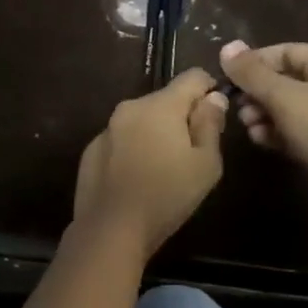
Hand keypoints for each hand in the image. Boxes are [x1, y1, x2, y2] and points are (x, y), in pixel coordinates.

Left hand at [73, 69, 227, 260]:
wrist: (109, 231)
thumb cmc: (166, 196)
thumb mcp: (206, 165)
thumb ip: (211, 124)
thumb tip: (213, 98)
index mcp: (162, 104)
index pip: (193, 76)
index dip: (210, 89)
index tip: (215, 115)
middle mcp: (132, 106)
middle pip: (167, 99)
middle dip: (182, 116)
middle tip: (192, 152)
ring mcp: (108, 127)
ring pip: (143, 119)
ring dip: (157, 132)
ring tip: (164, 168)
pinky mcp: (92, 149)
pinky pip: (122, 138)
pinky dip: (134, 148)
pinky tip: (137, 178)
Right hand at [219, 40, 307, 220]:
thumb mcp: (282, 96)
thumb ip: (252, 73)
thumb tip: (227, 47)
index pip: (284, 51)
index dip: (256, 61)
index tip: (231, 76)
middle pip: (284, 79)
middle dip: (257, 92)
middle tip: (238, 105)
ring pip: (287, 106)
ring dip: (263, 113)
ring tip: (247, 125)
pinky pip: (294, 129)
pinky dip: (276, 132)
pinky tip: (259, 140)